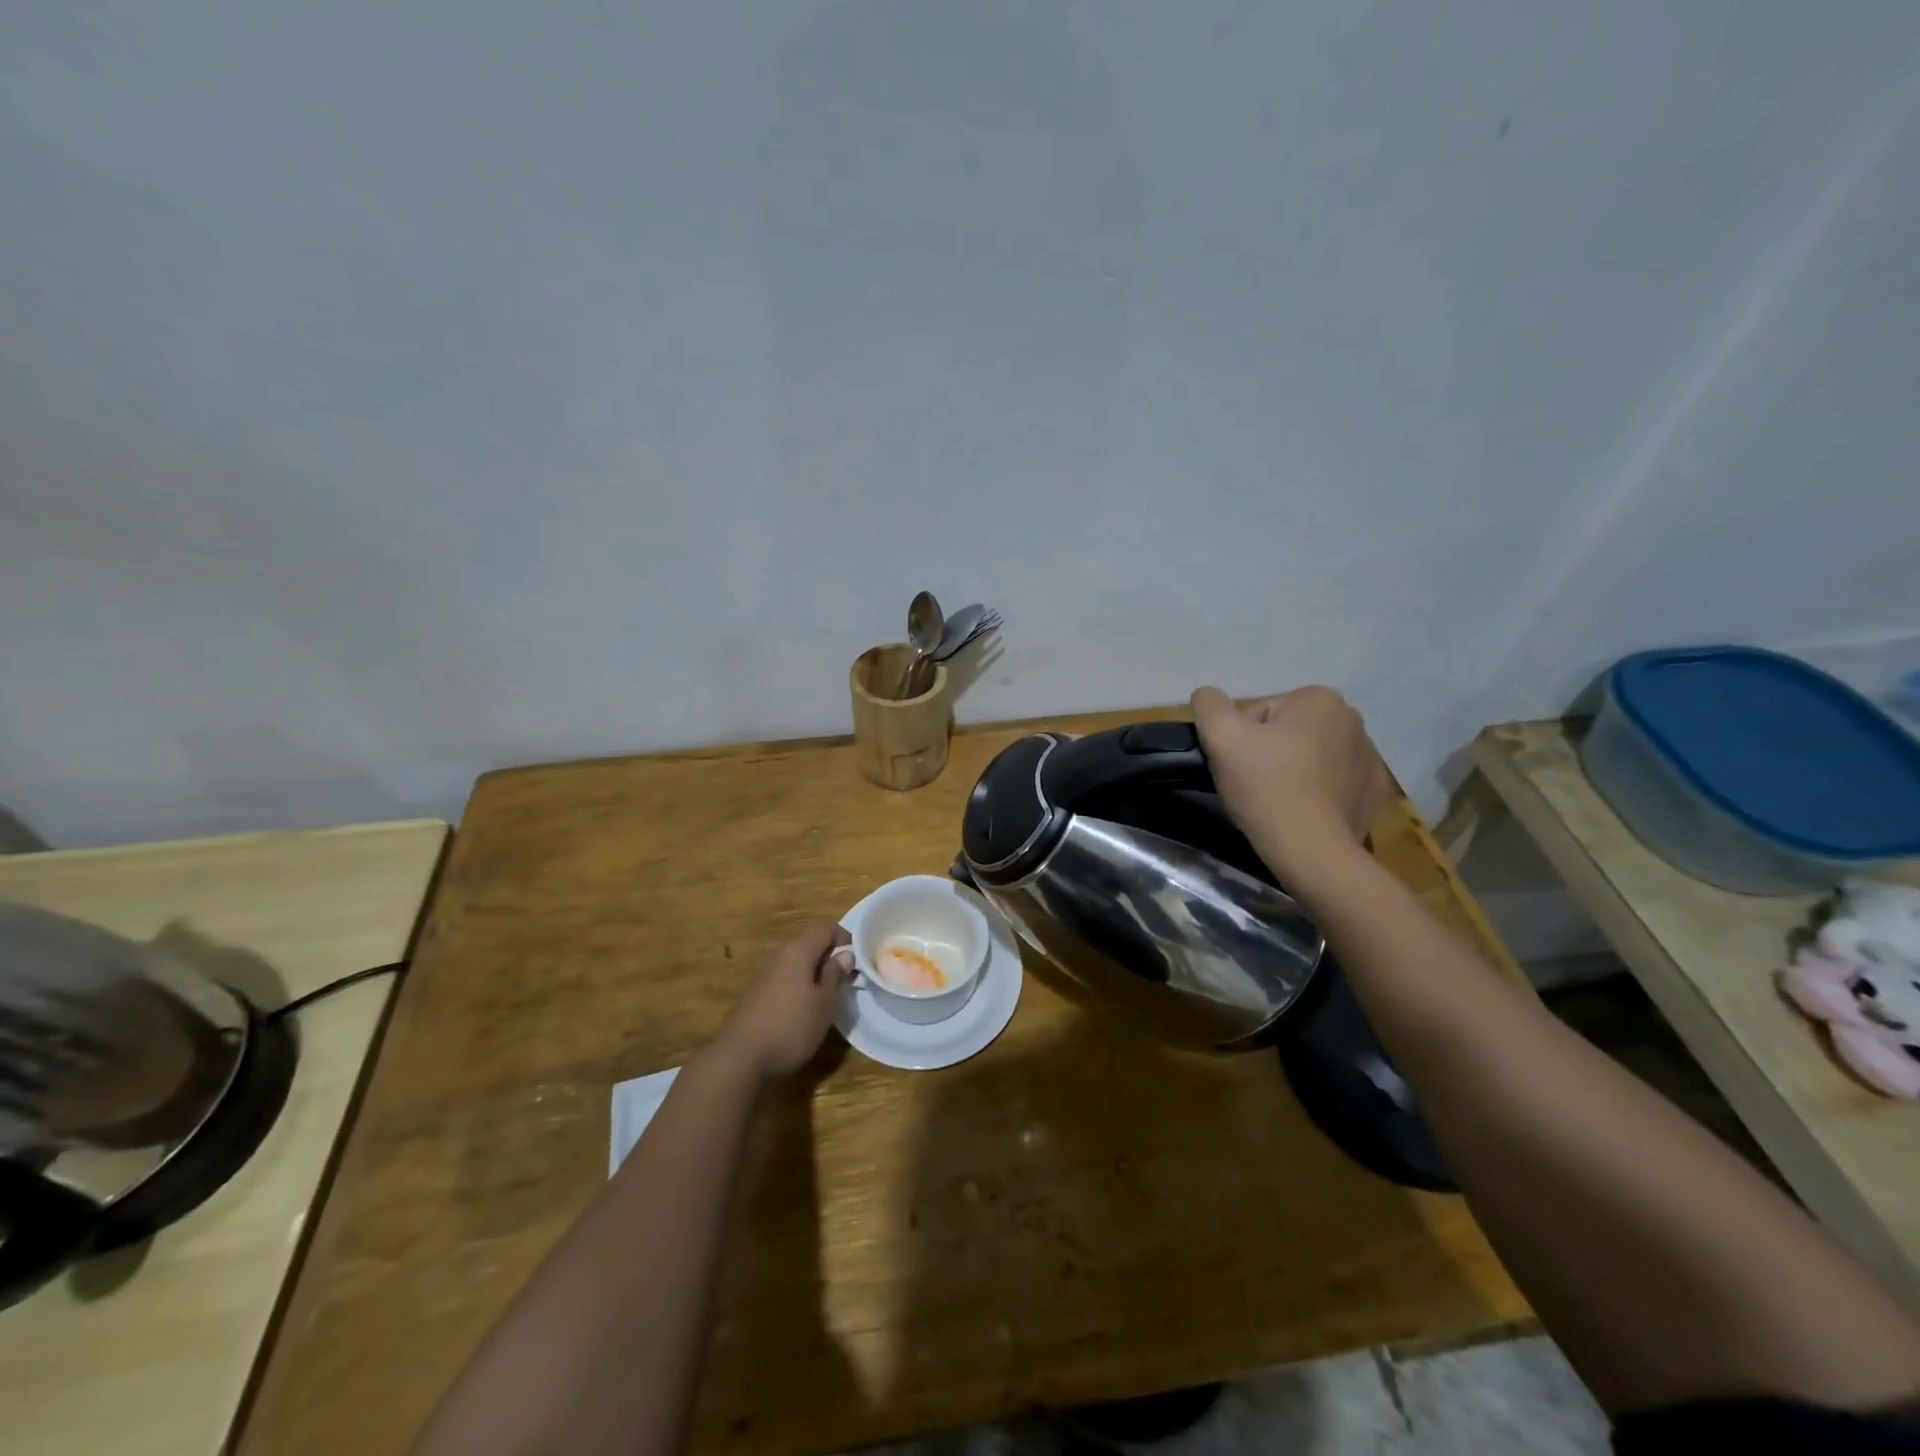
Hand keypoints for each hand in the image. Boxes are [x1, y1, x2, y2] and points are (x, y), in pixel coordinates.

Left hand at [712, 922, 852, 1080]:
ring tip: (828, 996)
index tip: (858, 959)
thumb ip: (835, 974)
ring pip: (796, 963)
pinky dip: (799, 986)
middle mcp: (779, 956)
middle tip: (847, 979)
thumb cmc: (791, 1026)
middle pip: (809, 944)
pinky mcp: (756, 995)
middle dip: (830, 956)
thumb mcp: (824, 1003)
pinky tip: (804, 1010)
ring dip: (814, 973)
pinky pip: (785, 979)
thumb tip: (845, 954)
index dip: (845, 937)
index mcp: (798, 951)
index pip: (825, 928)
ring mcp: (765, 975)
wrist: (740, 1058)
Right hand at [1190, 685, 1391, 882]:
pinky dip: (1317, 793)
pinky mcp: (1374, 792)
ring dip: (1292, 772)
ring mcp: (1370, 758)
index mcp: (1320, 699)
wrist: (1312, 851)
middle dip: (1268, 753)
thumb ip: (1209, 705)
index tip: (1240, 767)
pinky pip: (1334, 783)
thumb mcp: (1220, 737)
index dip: (1240, 740)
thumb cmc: (1266, 787)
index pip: (1260, 713)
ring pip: (1310, 757)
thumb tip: (1208, 696)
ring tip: (1277, 803)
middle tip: (1254, 786)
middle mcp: (1352, 720)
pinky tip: (1303, 813)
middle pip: (1287, 732)